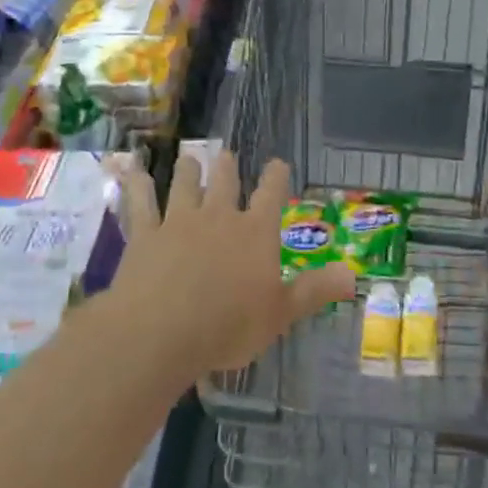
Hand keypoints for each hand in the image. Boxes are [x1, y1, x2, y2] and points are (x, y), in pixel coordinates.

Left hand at [114, 152, 354, 375]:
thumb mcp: (280, 314)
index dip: (276, 177)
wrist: (161, 331)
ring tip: (190, 158)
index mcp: (255, 233)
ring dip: (189, 170)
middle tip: (227, 155)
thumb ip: (314, 291)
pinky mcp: (145, 234)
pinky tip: (133, 170)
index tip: (278, 163)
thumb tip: (353, 275)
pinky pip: (141, 203)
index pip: (272, 195)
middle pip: (225, 182)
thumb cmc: (228, 326)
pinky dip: (137, 185)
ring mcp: (178, 222)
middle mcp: (218, 217)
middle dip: (228, 167)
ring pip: (185, 185)